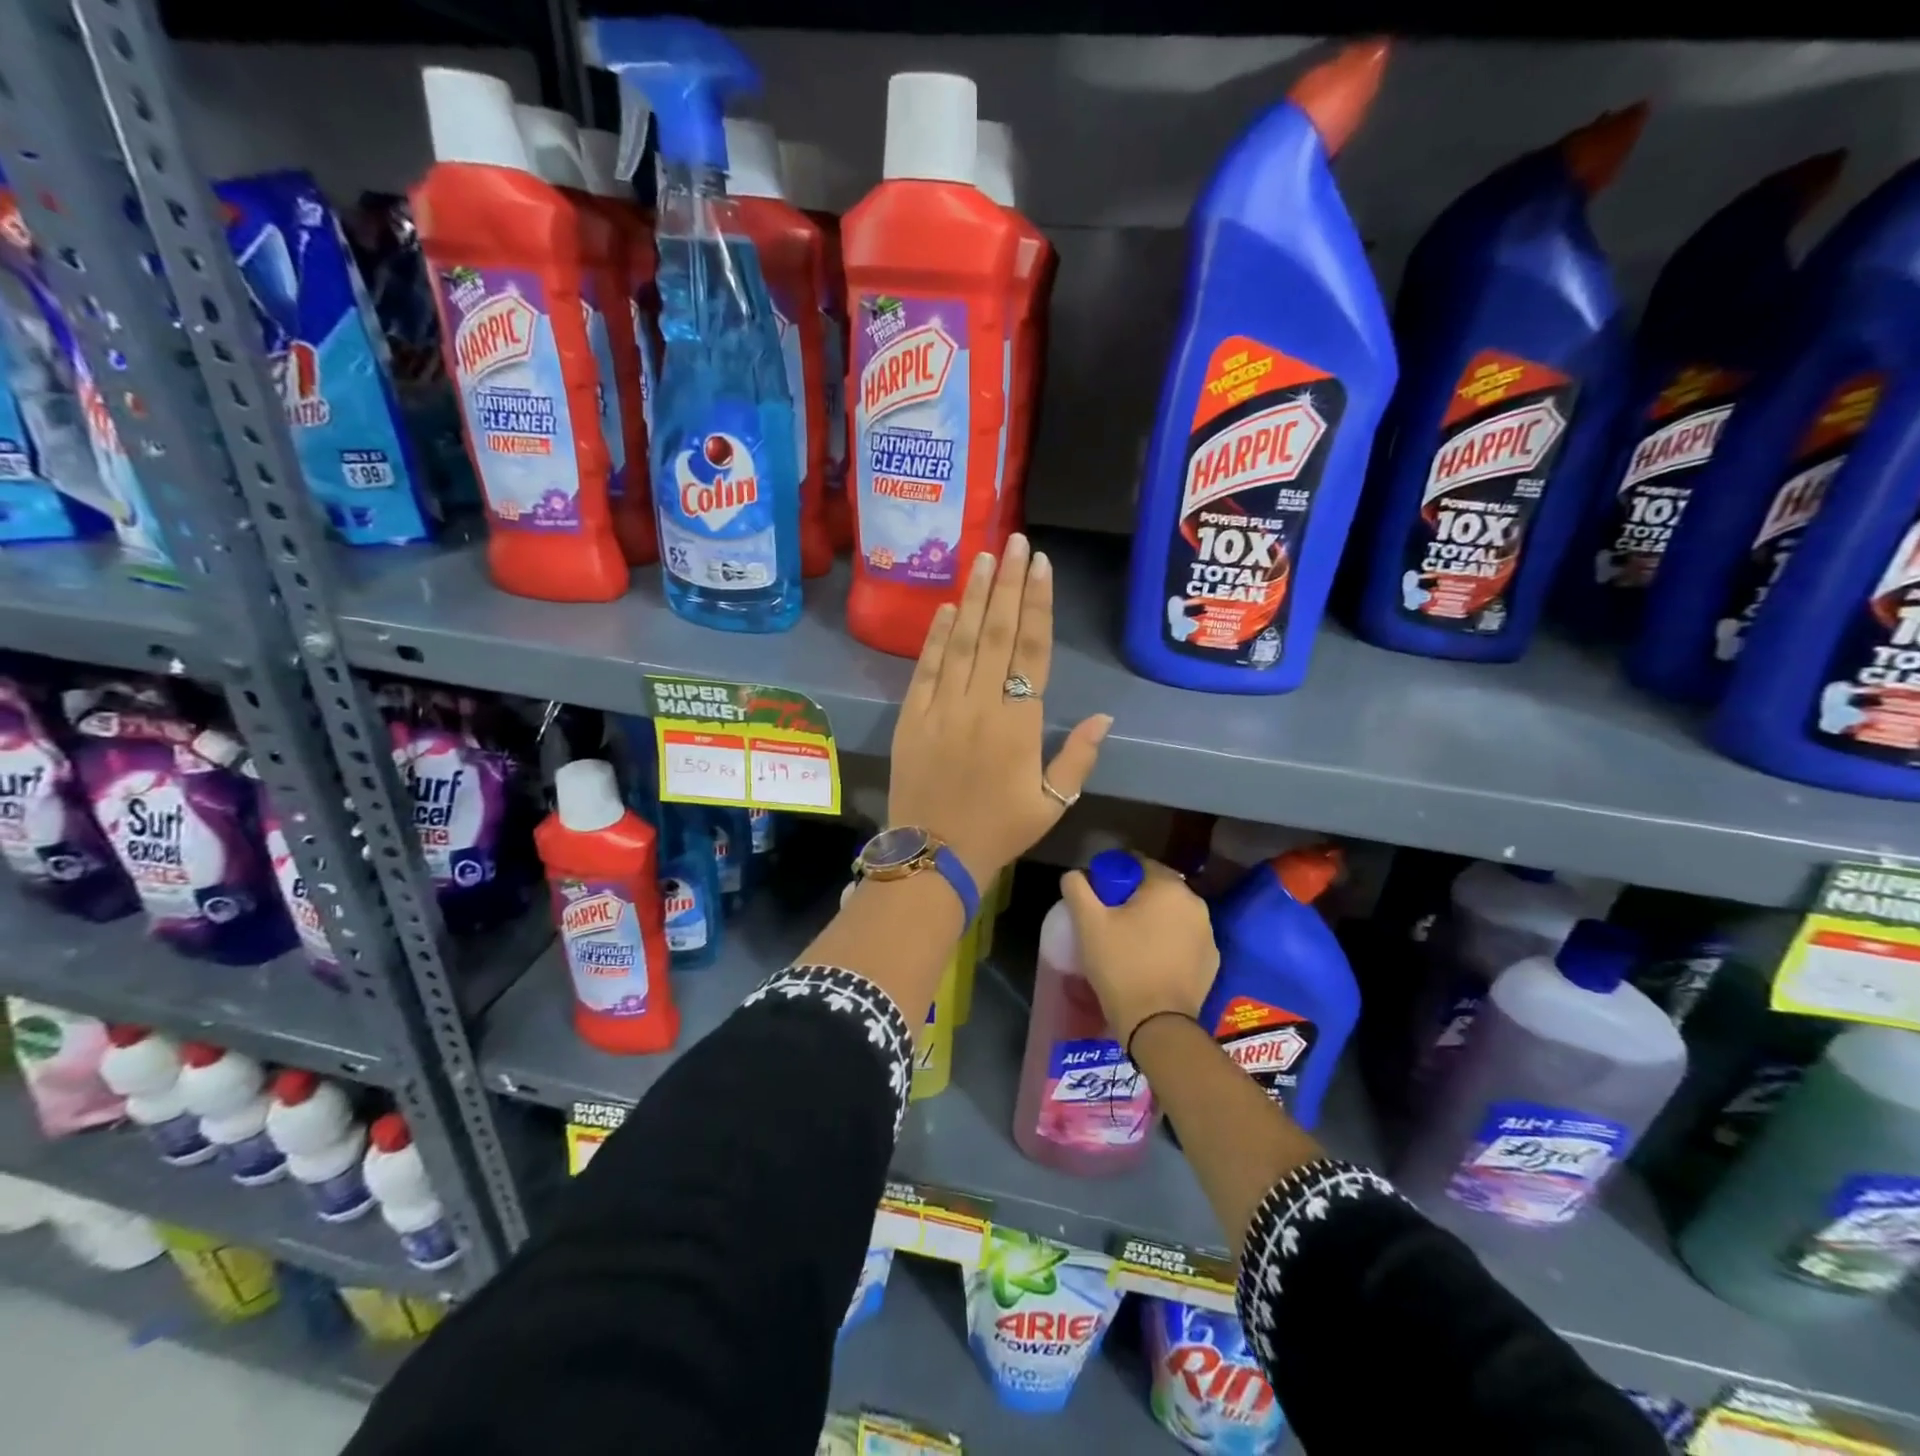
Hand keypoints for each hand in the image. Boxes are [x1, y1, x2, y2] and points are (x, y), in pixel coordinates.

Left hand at [888, 534, 1111, 887]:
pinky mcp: (912, 716)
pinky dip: (935, 636)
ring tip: (983, 557)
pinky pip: (926, 668)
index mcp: (1019, 724)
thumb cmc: (999, 831)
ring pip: (960, 641)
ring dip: (973, 597)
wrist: (933, 856)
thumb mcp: (1052, 803)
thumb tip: (1106, 716)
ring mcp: (941, 707)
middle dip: (1008, 583)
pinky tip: (945, 607)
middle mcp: (980, 705)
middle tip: (1015, 541)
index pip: (1032, 651)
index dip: (1037, 605)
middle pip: (996, 633)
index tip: (1040, 566)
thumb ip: (1079, 757)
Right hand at [1059, 857, 1217, 1045]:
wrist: (1157, 1024)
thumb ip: (1077, 888)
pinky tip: (1150, 959)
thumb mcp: (1088, 923)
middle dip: (1134, 896)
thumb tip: (1074, 874)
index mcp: (1168, 887)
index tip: (1099, 894)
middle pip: (1157, 887)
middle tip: (1110, 918)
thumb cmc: (1121, 965)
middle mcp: (1195, 903)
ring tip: (1129, 940)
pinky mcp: (1212, 960)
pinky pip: (1184, 939)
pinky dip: (1169, 941)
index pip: (1138, 863)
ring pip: (1172, 914)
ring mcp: (1208, 933)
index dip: (1115, 874)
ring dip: (1153, 919)